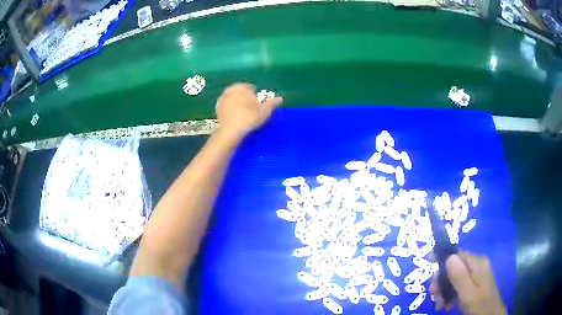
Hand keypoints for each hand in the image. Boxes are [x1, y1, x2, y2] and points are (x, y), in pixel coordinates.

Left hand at [216, 83, 282, 139]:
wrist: (231, 130)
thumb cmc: (249, 117)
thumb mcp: (264, 111)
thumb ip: (272, 103)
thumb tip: (280, 98)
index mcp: (241, 87)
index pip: (250, 87)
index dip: (255, 95)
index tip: (258, 103)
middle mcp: (230, 90)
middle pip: (240, 92)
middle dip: (245, 97)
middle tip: (251, 108)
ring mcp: (222, 99)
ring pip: (233, 98)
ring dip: (237, 103)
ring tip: (243, 112)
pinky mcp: (217, 108)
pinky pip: (226, 106)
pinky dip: (231, 109)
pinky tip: (235, 116)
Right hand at [430, 251, 506, 314]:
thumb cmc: (480, 305)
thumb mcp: (468, 294)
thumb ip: (460, 276)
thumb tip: (449, 256)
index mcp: (477, 263)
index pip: (456, 254)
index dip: (442, 262)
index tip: (432, 279)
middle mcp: (477, 264)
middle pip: (454, 266)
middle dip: (442, 282)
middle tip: (435, 298)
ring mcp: (477, 274)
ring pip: (455, 276)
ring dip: (445, 291)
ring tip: (441, 305)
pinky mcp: (475, 283)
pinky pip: (459, 284)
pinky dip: (451, 294)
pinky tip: (448, 305)